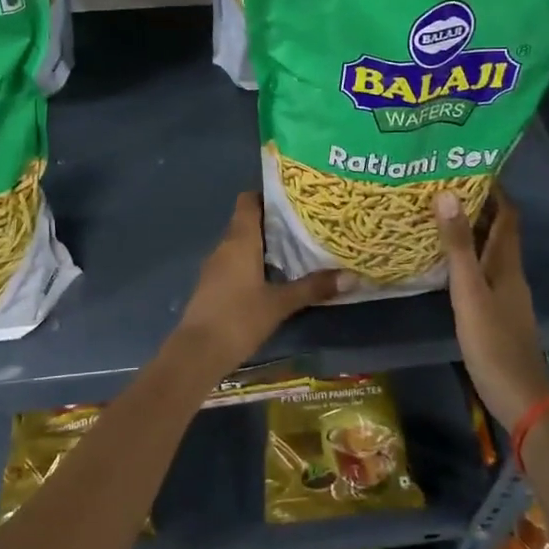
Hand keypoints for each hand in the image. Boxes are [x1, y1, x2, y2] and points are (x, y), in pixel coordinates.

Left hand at [172, 193, 352, 376]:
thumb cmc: (238, 319)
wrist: (197, 353)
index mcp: (239, 240)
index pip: (248, 200)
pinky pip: (236, 263)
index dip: (268, 195)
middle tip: (306, 225)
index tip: (294, 199)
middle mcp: (225, 246)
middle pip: (248, 221)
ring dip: (265, 245)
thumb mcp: (280, 304)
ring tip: (297, 249)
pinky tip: (275, 277)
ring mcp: (216, 267)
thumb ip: (313, 288)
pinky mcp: (213, 286)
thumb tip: (351, 276)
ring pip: (242, 244)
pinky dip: (254, 264)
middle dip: (274, 222)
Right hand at [435, 189, 548, 431]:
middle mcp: (509, 272)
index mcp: (507, 263)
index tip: (469, 167)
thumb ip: (457, 246)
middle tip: (442, 187)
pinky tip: (442, 262)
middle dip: (476, 207)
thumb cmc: (493, 341)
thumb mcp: (469, 291)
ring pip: (488, 251)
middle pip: (497, 230)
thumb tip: (447, 194)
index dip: (494, 190)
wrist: (518, 395)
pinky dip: (465, 258)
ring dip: (468, 232)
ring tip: (437, 216)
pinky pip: (480, 271)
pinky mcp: (496, 311)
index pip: (507, 215)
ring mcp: (504, 293)